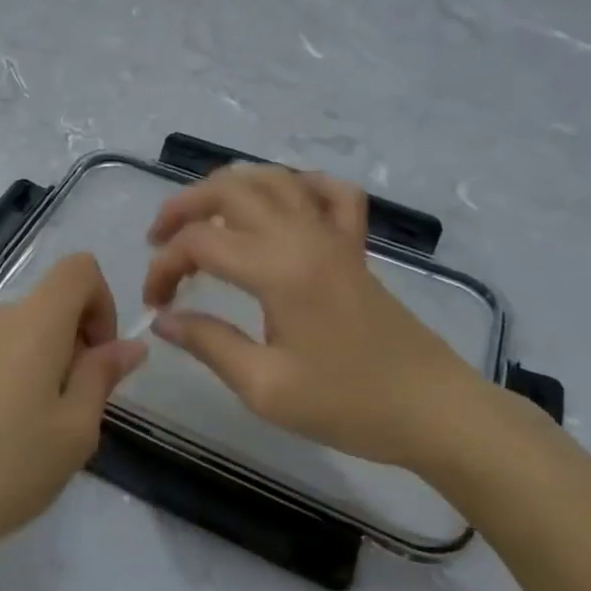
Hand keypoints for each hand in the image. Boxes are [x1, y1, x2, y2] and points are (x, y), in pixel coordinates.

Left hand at [0, 253, 146, 568]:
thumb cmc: (3, 467)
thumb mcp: (73, 432)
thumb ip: (102, 377)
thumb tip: (128, 344)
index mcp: (33, 322)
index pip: (79, 269)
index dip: (103, 303)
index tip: (99, 359)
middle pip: (50, 306)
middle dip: (74, 347)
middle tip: (70, 414)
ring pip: (19, 335)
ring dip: (41, 367)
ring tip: (30, 435)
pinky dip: (8, 378)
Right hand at [142, 165, 498, 473]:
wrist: (435, 411)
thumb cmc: (349, 404)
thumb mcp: (265, 387)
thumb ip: (208, 344)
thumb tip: (164, 320)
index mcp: (278, 269)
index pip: (200, 242)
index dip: (164, 267)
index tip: (155, 304)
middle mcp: (303, 236)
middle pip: (230, 190)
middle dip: (183, 207)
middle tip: (158, 241)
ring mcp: (334, 236)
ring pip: (273, 179)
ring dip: (228, 189)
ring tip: (202, 218)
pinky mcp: (355, 247)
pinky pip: (330, 193)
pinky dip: (299, 186)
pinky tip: (280, 204)